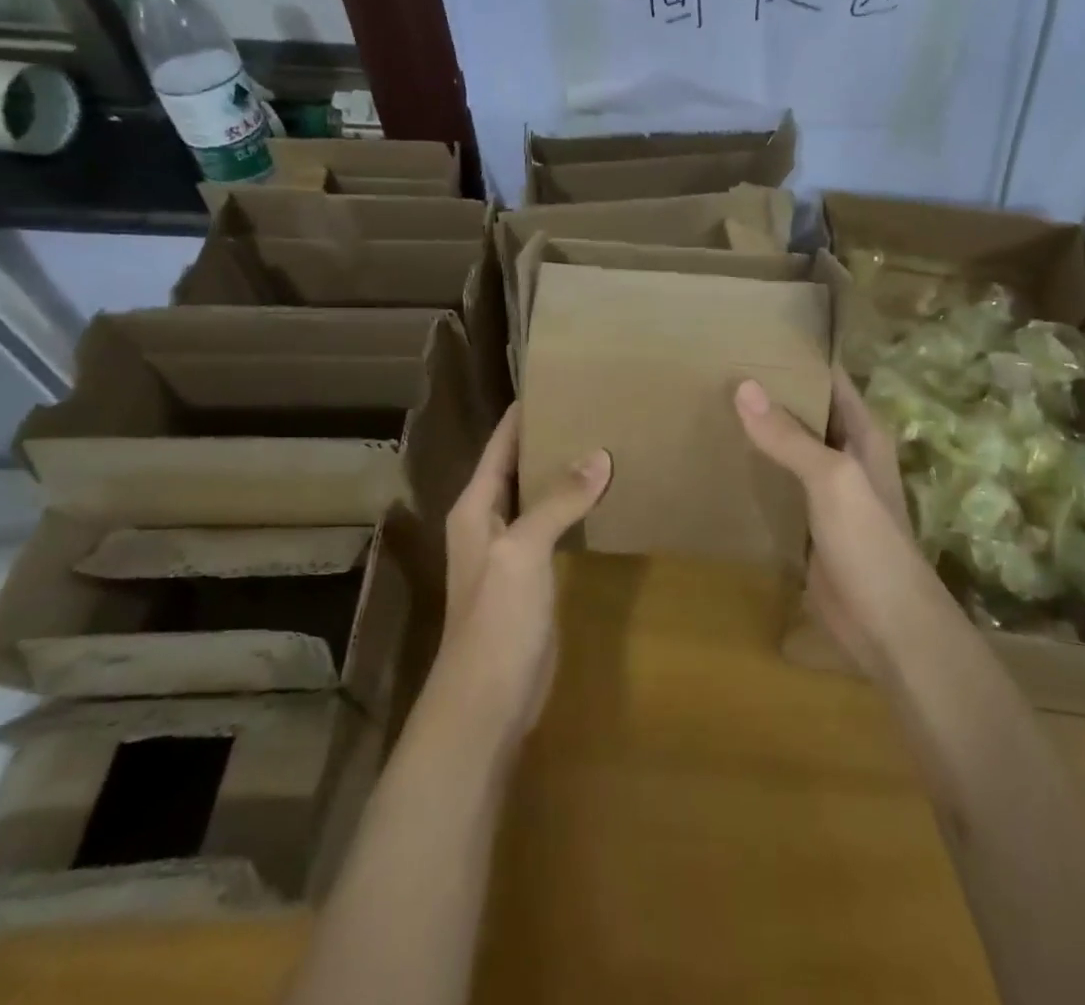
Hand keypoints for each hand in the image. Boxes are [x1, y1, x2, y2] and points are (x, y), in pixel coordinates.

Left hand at [435, 402, 611, 737]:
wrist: (487, 702)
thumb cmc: (495, 619)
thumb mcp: (523, 551)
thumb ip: (558, 501)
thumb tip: (599, 454)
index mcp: (476, 506)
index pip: (501, 443)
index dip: (524, 413)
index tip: (560, 381)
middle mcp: (490, 521)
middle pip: (521, 466)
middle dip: (553, 438)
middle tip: (597, 408)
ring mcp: (512, 551)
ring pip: (541, 497)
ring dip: (567, 474)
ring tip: (609, 442)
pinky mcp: (534, 577)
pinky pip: (557, 528)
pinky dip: (577, 509)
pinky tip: (606, 498)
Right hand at [735, 369, 932, 678]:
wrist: (887, 625)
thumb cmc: (869, 540)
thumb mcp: (831, 478)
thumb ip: (788, 436)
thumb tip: (744, 386)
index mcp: (862, 433)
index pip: (830, 379)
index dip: (800, 357)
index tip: (755, 336)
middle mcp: (845, 454)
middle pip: (805, 412)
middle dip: (770, 392)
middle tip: (718, 367)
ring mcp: (825, 491)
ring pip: (788, 450)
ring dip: (758, 433)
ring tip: (709, 404)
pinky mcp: (806, 523)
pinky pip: (777, 487)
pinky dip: (754, 472)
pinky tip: (719, 461)